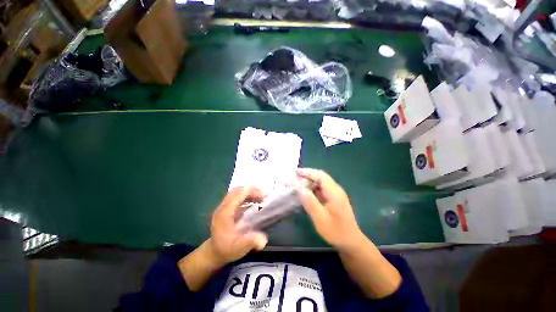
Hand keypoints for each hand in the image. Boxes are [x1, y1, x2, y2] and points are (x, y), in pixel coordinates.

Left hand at [209, 186, 267, 264]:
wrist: (215, 251)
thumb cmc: (227, 249)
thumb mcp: (239, 248)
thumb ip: (250, 242)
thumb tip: (263, 240)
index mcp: (224, 213)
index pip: (237, 194)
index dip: (250, 192)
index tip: (263, 196)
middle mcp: (223, 206)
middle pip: (237, 190)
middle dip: (252, 190)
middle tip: (264, 196)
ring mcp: (224, 206)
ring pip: (237, 191)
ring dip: (250, 192)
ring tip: (261, 198)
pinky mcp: (227, 207)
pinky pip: (237, 195)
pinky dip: (247, 195)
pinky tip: (254, 201)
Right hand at [297, 168, 363, 250]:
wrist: (351, 242)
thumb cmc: (335, 231)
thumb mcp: (320, 218)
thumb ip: (309, 201)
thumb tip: (298, 187)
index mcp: (334, 192)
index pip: (320, 175)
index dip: (307, 172)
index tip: (295, 172)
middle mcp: (336, 189)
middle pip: (320, 177)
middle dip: (307, 175)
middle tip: (294, 178)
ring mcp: (335, 194)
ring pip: (321, 182)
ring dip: (309, 181)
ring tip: (297, 183)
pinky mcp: (333, 199)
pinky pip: (321, 189)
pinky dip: (312, 188)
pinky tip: (305, 192)